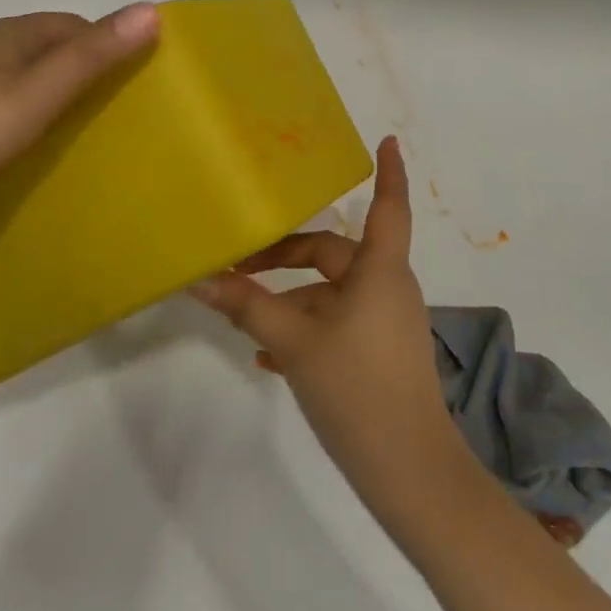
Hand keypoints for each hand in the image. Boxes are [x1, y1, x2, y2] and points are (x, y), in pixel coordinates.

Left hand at [0, 5, 159, 240]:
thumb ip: (92, 57)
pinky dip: (28, 109)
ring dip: (57, 91)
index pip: (74, 24)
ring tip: (81, 129)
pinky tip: (31, 140)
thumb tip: (151, 10)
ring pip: (26, 73)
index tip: (135, 85)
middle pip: (50, 46)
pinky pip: (3, 96)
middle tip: (115, 112)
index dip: (108, 46)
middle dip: (85, 69)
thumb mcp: (36, 96)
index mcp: (5, 33)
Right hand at [193, 137, 463, 517]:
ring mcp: (385, 322)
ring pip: (330, 293)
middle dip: (286, 255)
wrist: (408, 470)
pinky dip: (304, 326)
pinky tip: (267, 354)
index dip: (389, 172)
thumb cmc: (357, 388)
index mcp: (380, 271)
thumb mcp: (295, 342)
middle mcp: (387, 287)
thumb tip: (201, 279)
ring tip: (243, 311)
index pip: (388, 207)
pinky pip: (337, 323)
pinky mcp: (379, 353)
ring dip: (290, 298)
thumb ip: (248, 306)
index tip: (386, 141)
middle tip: (240, 262)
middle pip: (334, 253)